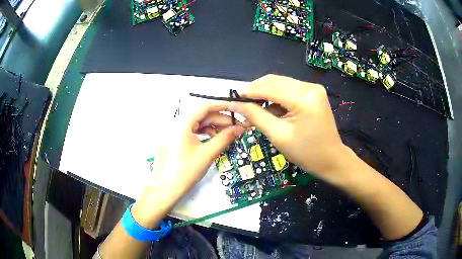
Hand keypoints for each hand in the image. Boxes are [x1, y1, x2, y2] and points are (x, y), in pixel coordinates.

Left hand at [148, 100, 244, 199]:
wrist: (165, 189)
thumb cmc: (185, 172)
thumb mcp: (207, 154)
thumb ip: (224, 138)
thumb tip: (239, 128)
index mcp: (181, 124)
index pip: (204, 106)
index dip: (221, 105)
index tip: (235, 108)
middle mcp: (175, 124)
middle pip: (200, 114)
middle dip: (219, 119)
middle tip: (235, 126)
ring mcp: (172, 132)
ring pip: (195, 123)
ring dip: (211, 126)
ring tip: (225, 135)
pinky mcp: (172, 140)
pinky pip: (190, 131)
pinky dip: (202, 133)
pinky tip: (211, 140)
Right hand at [229, 74, 348, 183]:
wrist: (331, 159)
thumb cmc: (306, 153)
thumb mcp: (278, 135)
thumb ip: (255, 116)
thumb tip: (235, 104)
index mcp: (304, 97)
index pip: (270, 87)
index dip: (249, 91)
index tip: (233, 98)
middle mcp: (310, 87)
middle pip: (275, 81)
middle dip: (256, 91)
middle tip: (242, 104)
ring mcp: (313, 88)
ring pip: (281, 84)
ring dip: (266, 94)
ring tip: (254, 108)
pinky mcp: (313, 93)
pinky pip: (289, 89)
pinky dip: (276, 97)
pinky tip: (270, 108)